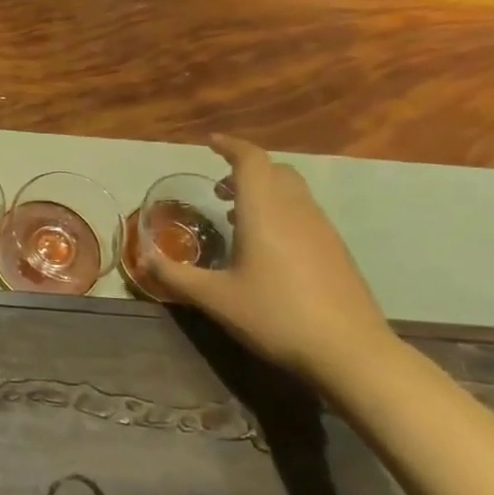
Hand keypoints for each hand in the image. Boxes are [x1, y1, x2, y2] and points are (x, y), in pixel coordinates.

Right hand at [146, 135, 393, 381]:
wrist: (350, 352)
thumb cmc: (275, 316)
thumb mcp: (215, 298)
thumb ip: (175, 275)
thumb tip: (143, 257)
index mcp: (265, 211)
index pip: (250, 160)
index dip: (230, 146)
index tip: (210, 142)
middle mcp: (296, 210)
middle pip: (275, 171)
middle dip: (245, 170)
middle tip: (219, 189)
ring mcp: (322, 230)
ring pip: (293, 191)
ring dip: (264, 191)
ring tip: (237, 216)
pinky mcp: (336, 251)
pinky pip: (304, 213)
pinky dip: (281, 212)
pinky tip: (267, 247)